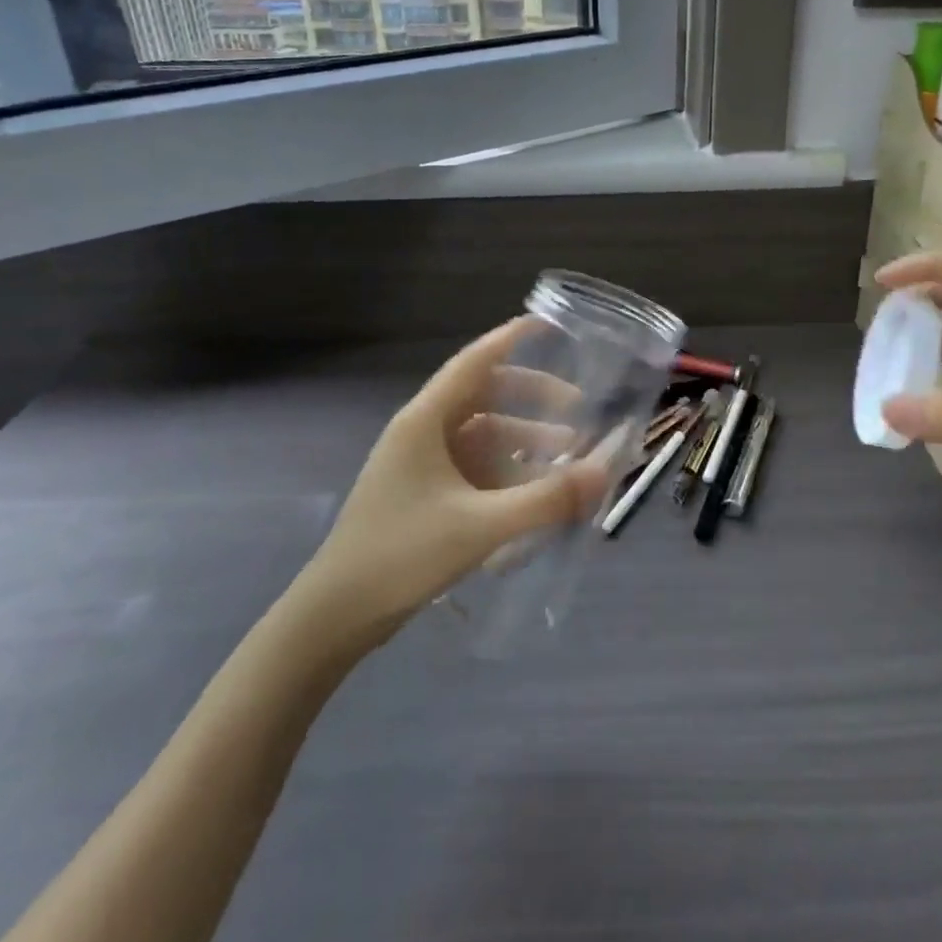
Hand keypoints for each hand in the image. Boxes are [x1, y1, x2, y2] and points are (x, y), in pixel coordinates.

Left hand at [298, 319, 608, 631]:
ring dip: (525, 439)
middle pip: (485, 397)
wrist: (336, 615)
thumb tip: (604, 472)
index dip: (510, 339)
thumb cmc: (403, 555)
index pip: (474, 362)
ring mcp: (422, 464)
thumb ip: (547, 499)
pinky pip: (476, 467)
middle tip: (579, 410)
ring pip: (483, 435)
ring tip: (569, 457)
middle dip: (533, 399)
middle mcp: (423, 432)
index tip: (550, 327)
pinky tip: (538, 491)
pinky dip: (509, 470)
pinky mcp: (425, 494)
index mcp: (426, 421)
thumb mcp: (482, 526)